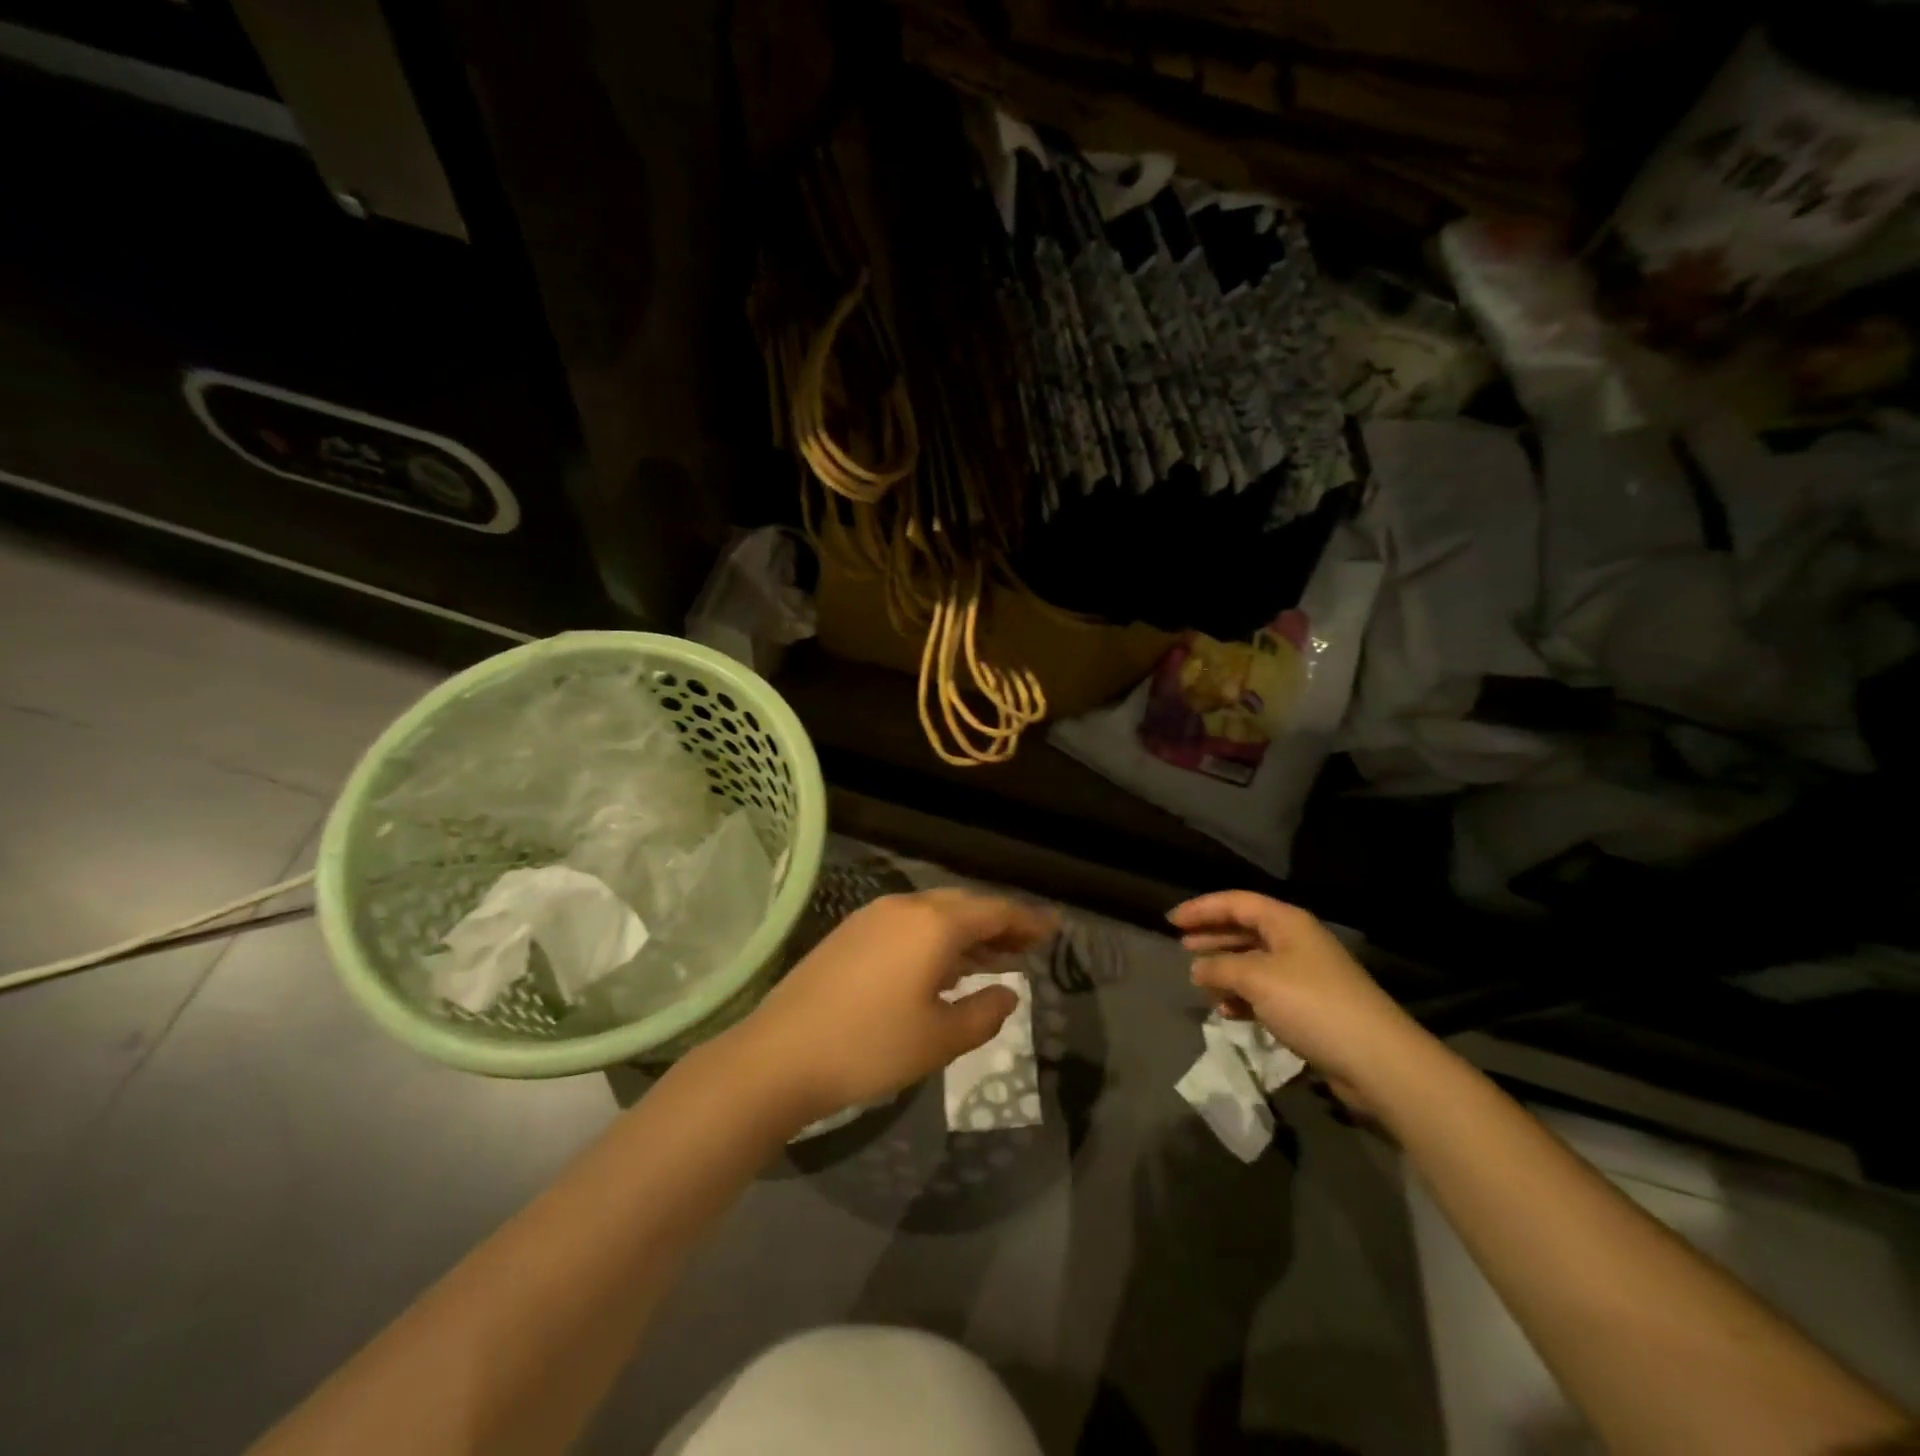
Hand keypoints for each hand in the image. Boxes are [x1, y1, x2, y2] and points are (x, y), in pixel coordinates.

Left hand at [732, 887, 1055, 1124]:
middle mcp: (906, 907)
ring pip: (935, 913)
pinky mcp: (850, 932)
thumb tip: (1009, 993)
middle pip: (965, 906)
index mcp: (934, 924)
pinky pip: (909, 923)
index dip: (1027, 920)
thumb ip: (984, 1013)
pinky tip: (941, 967)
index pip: (994, 910)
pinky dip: (936, 938)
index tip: (1053, 929)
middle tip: (1027, 946)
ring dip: (967, 932)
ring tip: (993, 959)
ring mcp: (873, 917)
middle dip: (999, 924)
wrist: (780, 1055)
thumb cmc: (870, 1047)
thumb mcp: (940, 1039)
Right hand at [1167, 891, 1419, 1095]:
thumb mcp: (1256, 979)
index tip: (1170, 922)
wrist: (1376, 1059)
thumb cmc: (1311, 1004)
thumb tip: (1197, 968)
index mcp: (1286, 922)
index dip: (1201, 909)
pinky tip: (1226, 1012)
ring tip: (1200, 983)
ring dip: (1226, 970)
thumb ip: (1220, 967)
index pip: (1236, 903)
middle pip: (1245, 929)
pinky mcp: (1309, 1007)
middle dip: (1212, 937)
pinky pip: (1265, 992)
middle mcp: (1296, 941)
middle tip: (1182, 947)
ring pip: (1254, 962)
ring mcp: (1305, 974)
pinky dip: (1243, 997)